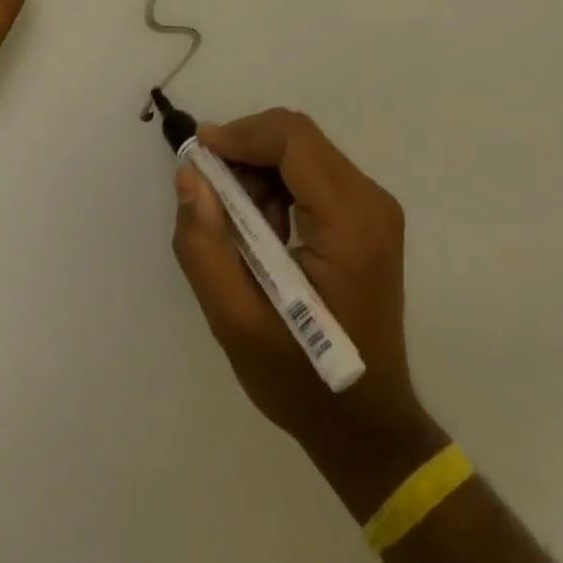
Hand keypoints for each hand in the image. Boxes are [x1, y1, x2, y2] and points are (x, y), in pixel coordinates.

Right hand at [172, 110, 438, 494]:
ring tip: (236, 227)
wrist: (367, 427)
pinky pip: (309, 171)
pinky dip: (273, 185)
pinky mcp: (365, 215)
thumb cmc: (303, 381)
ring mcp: (372, 207)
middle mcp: (370, 201)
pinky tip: (260, 232)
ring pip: (300, 149)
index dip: (239, 135)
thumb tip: (189, 173)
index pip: (292, 140)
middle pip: (296, 138)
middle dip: (243, 153)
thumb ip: (204, 245)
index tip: (196, 156)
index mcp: (350, 223)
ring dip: (256, 171)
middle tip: (210, 197)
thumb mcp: (236, 323)